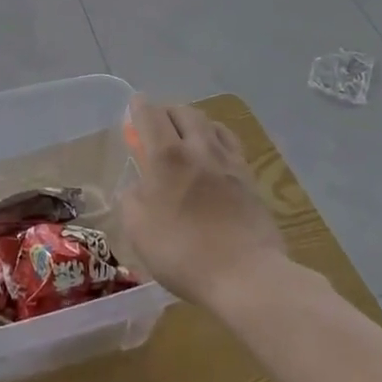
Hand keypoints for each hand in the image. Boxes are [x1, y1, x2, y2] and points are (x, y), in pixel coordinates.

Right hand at [120, 95, 288, 311]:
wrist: (245, 275)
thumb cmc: (183, 252)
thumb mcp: (137, 229)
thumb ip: (132, 198)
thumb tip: (139, 186)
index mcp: (166, 156)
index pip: (149, 114)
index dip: (138, 106)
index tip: (134, 108)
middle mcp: (198, 148)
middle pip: (182, 111)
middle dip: (166, 112)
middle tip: (157, 127)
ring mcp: (228, 160)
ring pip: (209, 123)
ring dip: (193, 123)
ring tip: (186, 137)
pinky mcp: (249, 177)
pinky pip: (230, 142)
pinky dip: (216, 138)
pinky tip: (214, 154)